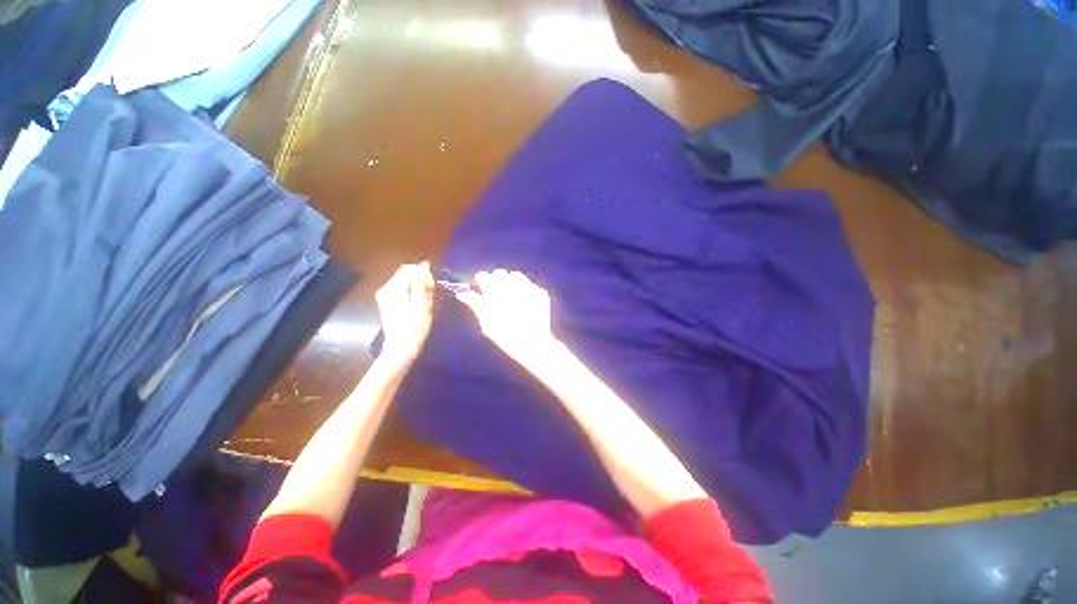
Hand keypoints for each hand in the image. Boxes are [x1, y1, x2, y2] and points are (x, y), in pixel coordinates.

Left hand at [375, 261, 434, 363]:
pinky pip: (402, 291)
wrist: (401, 349)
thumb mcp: (422, 303)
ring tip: (425, 304)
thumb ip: (422, 281)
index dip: (423, 274)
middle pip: (406, 275)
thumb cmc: (415, 327)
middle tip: (430, 298)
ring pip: (405, 283)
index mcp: (392, 288)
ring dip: (417, 289)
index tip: (432, 288)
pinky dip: (412, 295)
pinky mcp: (387, 303)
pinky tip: (418, 307)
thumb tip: (424, 263)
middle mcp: (385, 289)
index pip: (409, 269)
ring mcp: (384, 297)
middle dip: (420, 282)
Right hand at [456, 270, 560, 368]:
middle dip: (495, 280)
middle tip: (495, 294)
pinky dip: (524, 290)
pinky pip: (529, 284)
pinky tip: (523, 303)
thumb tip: (462, 293)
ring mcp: (530, 288)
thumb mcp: (486, 322)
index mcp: (497, 293)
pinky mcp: (541, 293)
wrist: (534, 345)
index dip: (481, 281)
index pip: (484, 276)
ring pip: (516, 276)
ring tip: (510, 297)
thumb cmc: (506, 337)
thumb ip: (475, 304)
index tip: (480, 288)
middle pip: (500, 273)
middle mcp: (514, 286)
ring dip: (510, 282)